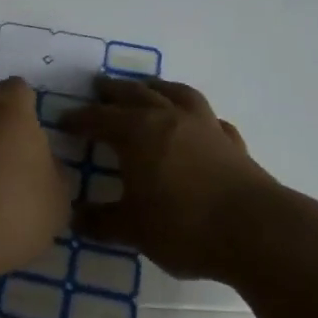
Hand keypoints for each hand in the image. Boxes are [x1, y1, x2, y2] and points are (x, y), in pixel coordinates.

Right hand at [62, 77, 278, 279]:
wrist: (255, 230)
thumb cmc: (183, 226)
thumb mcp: (133, 229)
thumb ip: (101, 222)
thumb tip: (74, 218)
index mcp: (137, 133)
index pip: (100, 119)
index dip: (79, 119)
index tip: (63, 120)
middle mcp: (169, 118)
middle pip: (135, 94)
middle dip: (114, 91)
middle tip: (99, 86)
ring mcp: (204, 126)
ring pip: (175, 94)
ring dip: (157, 88)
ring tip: (147, 87)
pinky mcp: (231, 142)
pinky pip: (210, 119)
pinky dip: (198, 117)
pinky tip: (198, 124)